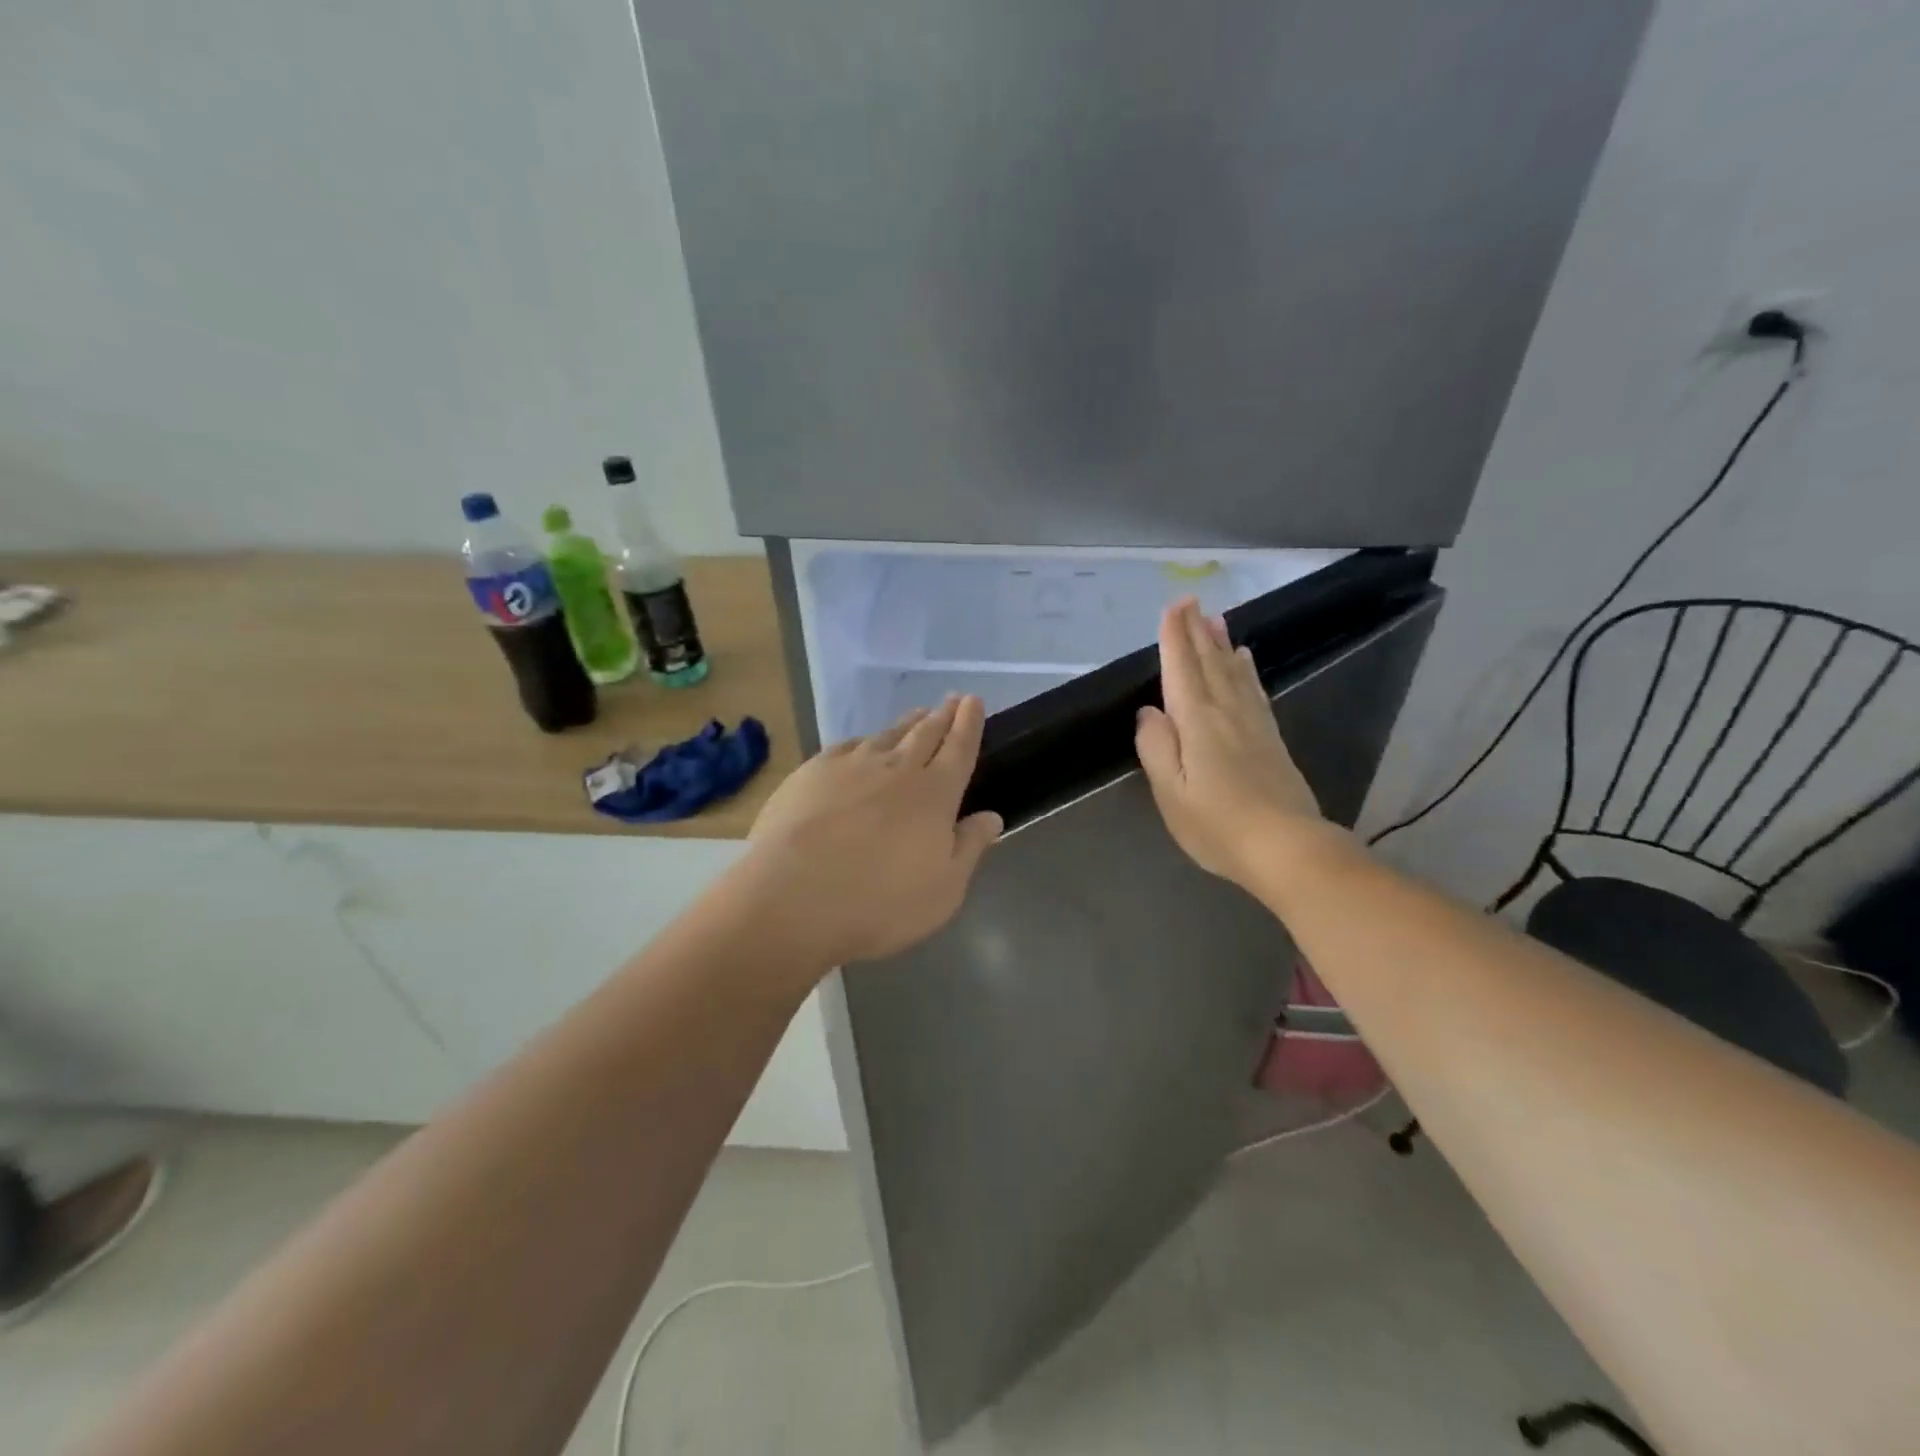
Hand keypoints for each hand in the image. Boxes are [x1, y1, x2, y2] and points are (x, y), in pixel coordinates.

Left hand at [744, 695, 1002, 967]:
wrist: (795, 897)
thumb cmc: (881, 903)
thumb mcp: (944, 889)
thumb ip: (969, 848)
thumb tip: (992, 817)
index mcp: (935, 794)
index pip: (959, 748)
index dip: (969, 724)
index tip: (974, 701)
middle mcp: (898, 769)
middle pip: (926, 733)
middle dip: (943, 715)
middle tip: (953, 699)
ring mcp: (852, 765)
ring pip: (888, 735)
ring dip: (907, 723)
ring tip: (918, 714)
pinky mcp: (813, 771)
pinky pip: (848, 746)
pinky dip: (865, 740)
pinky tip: (864, 743)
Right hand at [1135, 598, 1326, 891]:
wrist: (1287, 847)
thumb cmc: (1218, 824)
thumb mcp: (1171, 792)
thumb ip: (1156, 747)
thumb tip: (1149, 712)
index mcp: (1197, 722)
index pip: (1182, 669)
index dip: (1175, 638)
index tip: (1173, 606)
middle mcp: (1227, 713)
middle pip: (1210, 663)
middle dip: (1198, 631)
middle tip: (1192, 601)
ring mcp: (1254, 724)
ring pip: (1234, 672)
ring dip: (1221, 644)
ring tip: (1215, 620)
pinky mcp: (1271, 739)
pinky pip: (1255, 691)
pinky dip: (1246, 670)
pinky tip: (1245, 661)